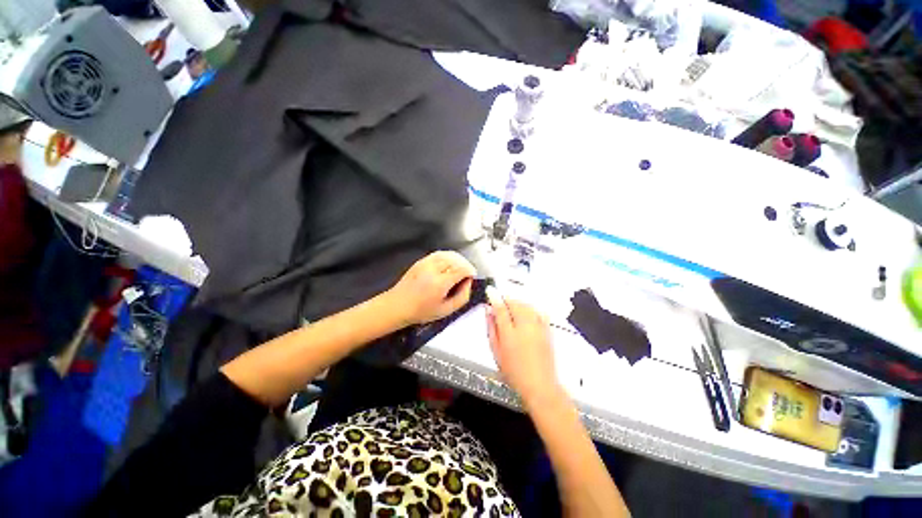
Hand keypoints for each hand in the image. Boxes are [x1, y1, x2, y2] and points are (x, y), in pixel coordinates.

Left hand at [387, 251, 476, 325]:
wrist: (398, 305)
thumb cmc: (422, 311)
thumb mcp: (446, 310)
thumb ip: (462, 297)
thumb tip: (469, 283)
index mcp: (440, 283)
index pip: (461, 269)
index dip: (470, 271)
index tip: (472, 276)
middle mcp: (433, 270)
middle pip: (456, 259)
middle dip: (465, 264)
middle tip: (468, 273)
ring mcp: (426, 263)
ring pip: (448, 254)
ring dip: (458, 259)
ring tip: (461, 268)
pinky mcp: (421, 261)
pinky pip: (439, 254)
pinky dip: (448, 256)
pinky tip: (450, 264)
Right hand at [486, 296, 560, 406]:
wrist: (540, 385)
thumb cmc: (514, 372)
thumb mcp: (496, 351)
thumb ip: (492, 329)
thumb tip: (488, 311)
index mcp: (510, 333)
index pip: (501, 308)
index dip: (495, 297)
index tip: (491, 290)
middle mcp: (525, 326)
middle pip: (515, 303)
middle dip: (507, 299)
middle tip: (500, 303)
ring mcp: (538, 327)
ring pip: (527, 305)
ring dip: (518, 303)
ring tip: (512, 307)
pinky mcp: (547, 330)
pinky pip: (538, 311)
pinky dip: (531, 308)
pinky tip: (527, 313)